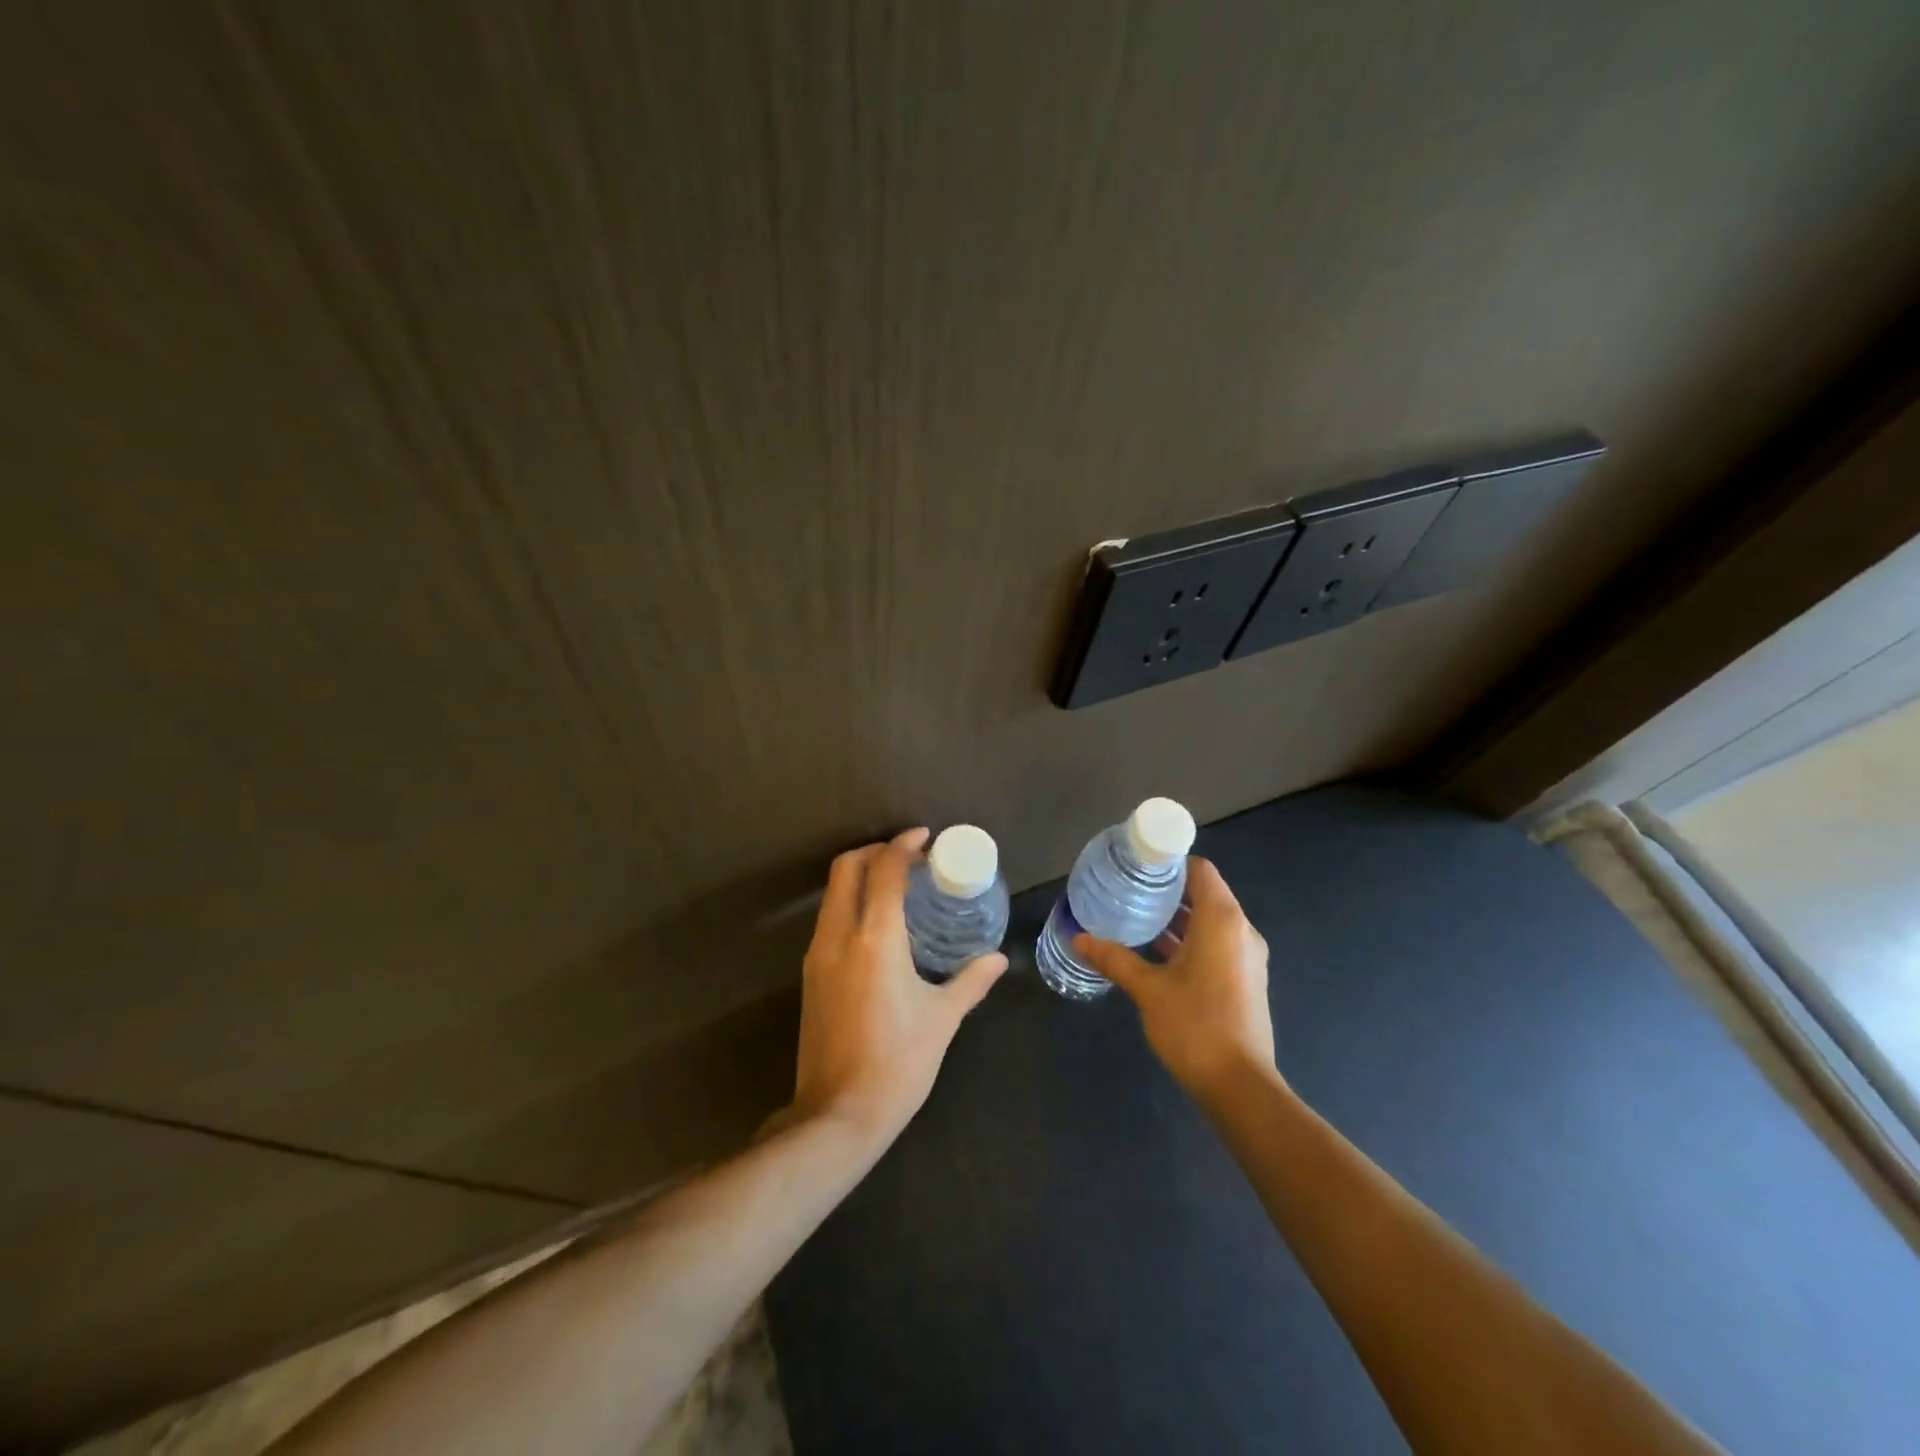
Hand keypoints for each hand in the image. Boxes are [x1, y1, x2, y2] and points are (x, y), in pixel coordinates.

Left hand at [783, 828, 1007, 1147]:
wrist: (838, 1115)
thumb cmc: (898, 1063)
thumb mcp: (942, 1019)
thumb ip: (971, 981)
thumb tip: (997, 959)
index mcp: (875, 938)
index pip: (885, 870)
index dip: (905, 846)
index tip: (925, 838)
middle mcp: (839, 936)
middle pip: (847, 868)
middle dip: (876, 851)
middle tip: (909, 857)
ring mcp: (818, 955)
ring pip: (833, 893)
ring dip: (861, 877)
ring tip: (897, 886)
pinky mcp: (810, 975)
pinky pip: (829, 919)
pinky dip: (851, 903)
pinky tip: (878, 925)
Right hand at [1074, 857, 1275, 1099]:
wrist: (1240, 1087)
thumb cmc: (1195, 1026)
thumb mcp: (1148, 989)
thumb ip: (1114, 958)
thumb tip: (1078, 938)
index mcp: (1222, 921)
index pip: (1200, 870)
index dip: (1170, 863)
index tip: (1137, 866)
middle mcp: (1240, 931)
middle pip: (1205, 893)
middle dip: (1168, 890)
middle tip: (1128, 890)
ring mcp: (1246, 956)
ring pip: (1210, 921)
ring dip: (1178, 917)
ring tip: (1136, 916)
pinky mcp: (1245, 979)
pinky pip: (1216, 943)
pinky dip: (1190, 939)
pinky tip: (1156, 952)